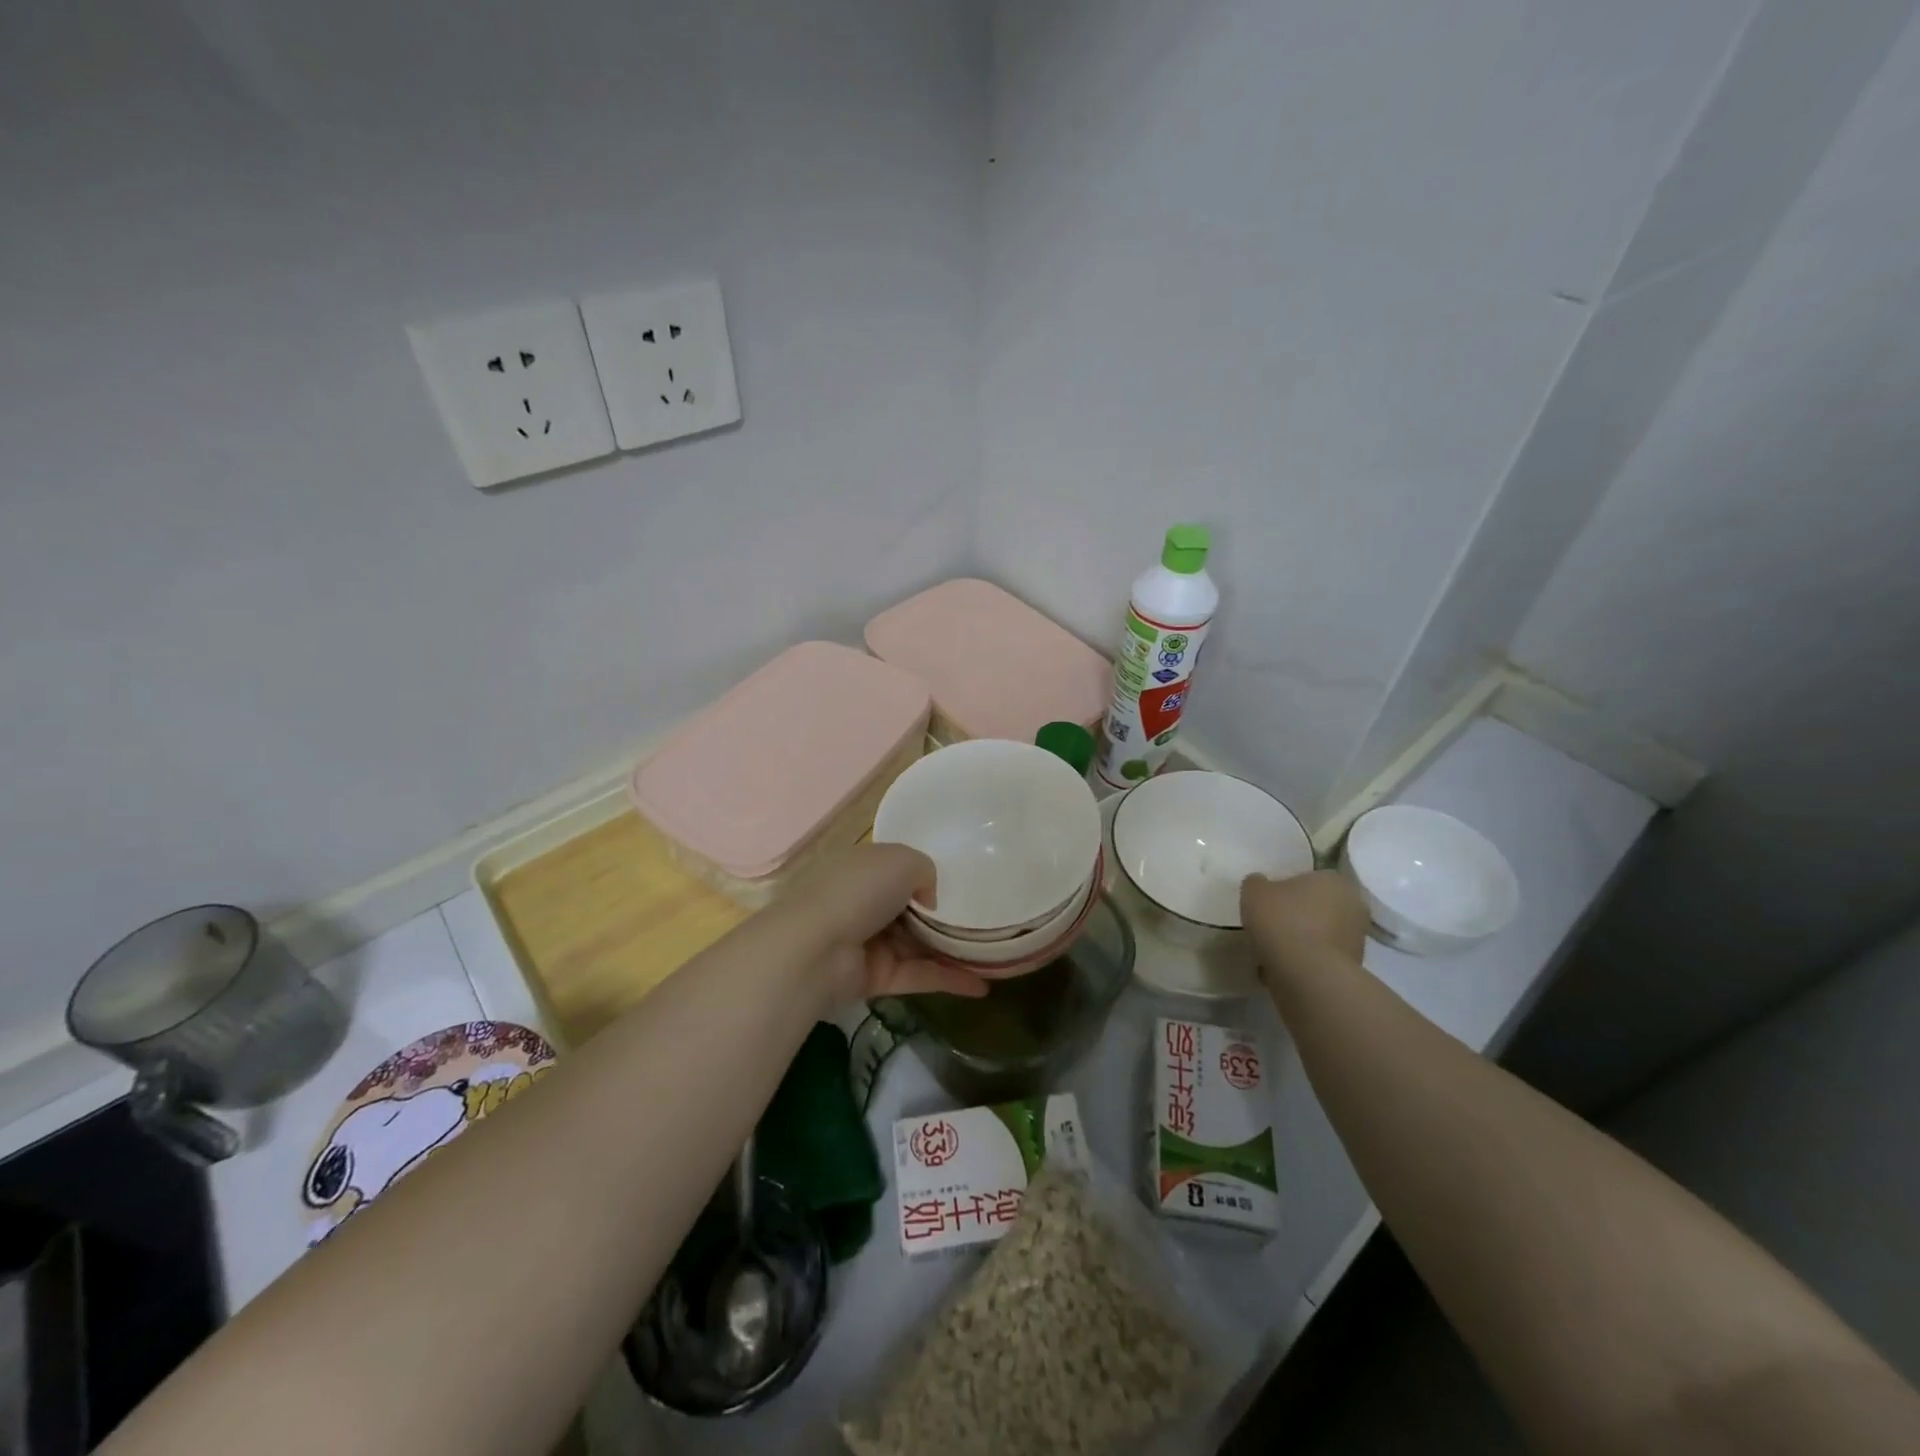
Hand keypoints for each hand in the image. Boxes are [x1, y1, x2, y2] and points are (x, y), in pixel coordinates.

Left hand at [785, 843, 989, 1003]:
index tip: (961, 883)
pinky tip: (982, 986)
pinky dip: (948, 980)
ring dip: (951, 950)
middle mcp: (864, 902)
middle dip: (943, 916)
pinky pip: (918, 975)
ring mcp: (869, 942)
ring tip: (992, 954)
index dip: (926, 875)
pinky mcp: (875, 977)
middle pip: (910, 909)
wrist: (816, 949)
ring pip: (917, 944)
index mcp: (863, 867)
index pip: (897, 869)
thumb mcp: (902, 860)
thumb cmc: (858, 890)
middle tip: (984, 920)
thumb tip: (929, 901)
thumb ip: (926, 871)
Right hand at [1241, 869, 1369, 980]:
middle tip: (1271, 926)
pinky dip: (1306, 961)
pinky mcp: (1354, 968)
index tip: (1268, 904)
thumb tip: (1261, 885)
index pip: (1308, 879)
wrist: (1308, 975)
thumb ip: (1257, 883)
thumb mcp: (1253, 892)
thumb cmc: (1282, 921)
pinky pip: (1322, 957)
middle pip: (1318, 907)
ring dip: (1303, 940)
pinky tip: (1283, 968)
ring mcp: (1357, 938)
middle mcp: (1353, 904)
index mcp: (1333, 879)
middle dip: (1298, 915)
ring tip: (1274, 951)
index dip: (1286, 890)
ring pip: (1321, 934)